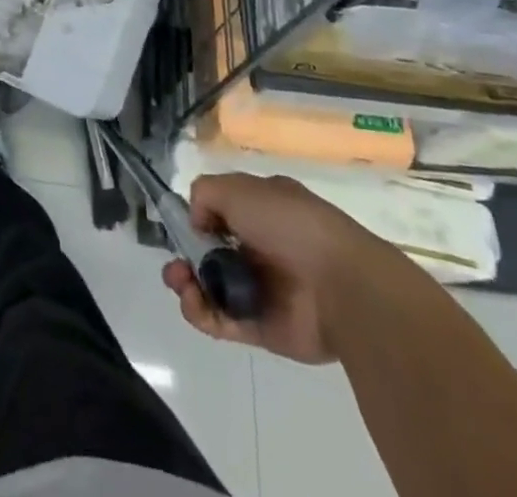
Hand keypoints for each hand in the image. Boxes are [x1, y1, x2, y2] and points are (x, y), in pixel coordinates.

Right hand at [161, 173, 411, 364]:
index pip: (220, 211)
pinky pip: (223, 320)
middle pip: (210, 251)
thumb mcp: (238, 188)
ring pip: (212, 286)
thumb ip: (205, 194)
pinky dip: (202, 314)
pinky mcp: (262, 327)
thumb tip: (196, 221)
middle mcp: (261, 246)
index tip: (182, 226)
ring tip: (181, 283)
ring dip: (188, 284)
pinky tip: (194, 304)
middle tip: (176, 266)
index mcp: (262, 209)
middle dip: (186, 256)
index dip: (197, 218)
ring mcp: (261, 288)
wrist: (341, 286)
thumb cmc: (289, 225)